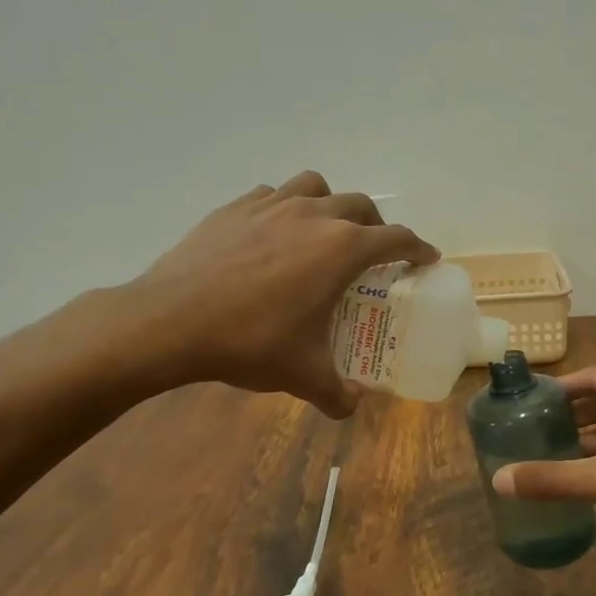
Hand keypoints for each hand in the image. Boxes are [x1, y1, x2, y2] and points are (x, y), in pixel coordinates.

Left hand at [128, 171, 437, 416]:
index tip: (425, 258)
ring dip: (331, 205)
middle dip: (376, 226)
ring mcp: (271, 205)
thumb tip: (351, 408)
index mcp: (341, 249)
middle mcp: (313, 215)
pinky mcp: (235, 207)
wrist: (170, 321)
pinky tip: (272, 236)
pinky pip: (273, 195)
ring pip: (316, 187)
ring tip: (323, 233)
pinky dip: (284, 209)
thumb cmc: (249, 342)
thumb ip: (336, 394)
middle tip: (372, 254)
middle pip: (361, 206)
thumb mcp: (302, 374)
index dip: (417, 248)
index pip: (396, 238)